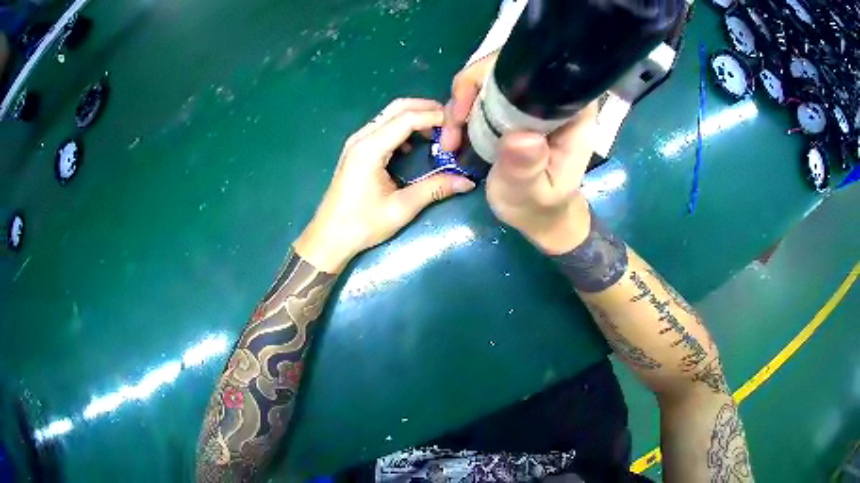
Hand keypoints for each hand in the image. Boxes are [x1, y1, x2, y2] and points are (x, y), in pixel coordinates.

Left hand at [295, 98, 475, 271]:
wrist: (328, 237)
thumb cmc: (361, 225)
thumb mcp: (401, 208)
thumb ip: (434, 189)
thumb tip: (466, 182)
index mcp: (370, 148)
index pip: (408, 118)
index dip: (436, 117)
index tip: (458, 125)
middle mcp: (362, 137)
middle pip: (398, 108)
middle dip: (427, 109)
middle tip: (452, 122)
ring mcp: (357, 142)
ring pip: (389, 115)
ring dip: (415, 117)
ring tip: (439, 132)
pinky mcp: (356, 150)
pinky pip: (383, 127)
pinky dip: (402, 127)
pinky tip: (415, 146)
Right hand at [440, 52, 598, 254]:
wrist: (538, 216)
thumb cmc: (540, 207)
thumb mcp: (532, 193)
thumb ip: (527, 167)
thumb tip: (522, 136)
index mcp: (571, 114)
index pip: (541, 70)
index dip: (502, 72)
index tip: (473, 103)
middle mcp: (551, 100)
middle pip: (507, 67)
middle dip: (471, 88)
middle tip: (454, 123)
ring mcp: (529, 103)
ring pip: (489, 80)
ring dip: (461, 102)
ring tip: (451, 139)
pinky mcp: (512, 111)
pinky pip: (481, 96)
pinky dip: (462, 111)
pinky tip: (454, 136)